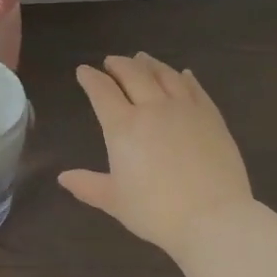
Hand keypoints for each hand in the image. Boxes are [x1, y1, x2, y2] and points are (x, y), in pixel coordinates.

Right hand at [59, 53, 254, 252]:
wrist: (213, 218)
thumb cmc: (156, 212)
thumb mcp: (115, 201)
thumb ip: (88, 185)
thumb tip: (63, 178)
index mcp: (123, 127)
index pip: (102, 91)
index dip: (90, 79)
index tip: (84, 71)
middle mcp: (152, 108)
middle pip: (133, 74)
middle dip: (119, 64)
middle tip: (112, 61)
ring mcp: (185, 109)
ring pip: (165, 75)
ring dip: (150, 64)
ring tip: (143, 58)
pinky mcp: (211, 117)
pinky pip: (195, 89)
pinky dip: (185, 78)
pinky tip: (184, 74)